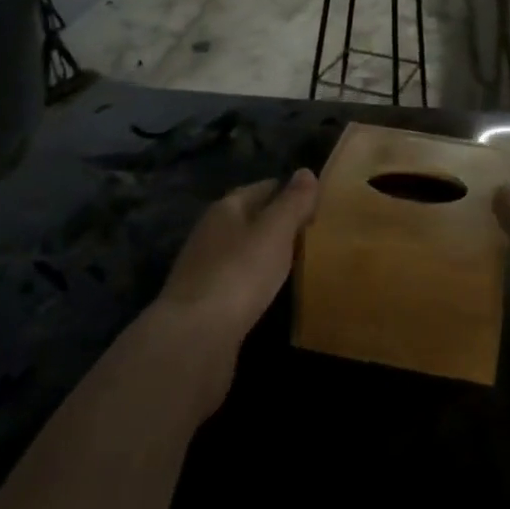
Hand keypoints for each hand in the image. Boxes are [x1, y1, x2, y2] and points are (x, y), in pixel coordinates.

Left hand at [156, 170, 318, 353]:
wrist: (194, 337)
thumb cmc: (239, 272)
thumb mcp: (275, 231)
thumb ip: (293, 202)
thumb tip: (306, 171)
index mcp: (226, 208)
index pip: (263, 188)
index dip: (289, 192)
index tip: (315, 202)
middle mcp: (210, 232)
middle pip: (249, 218)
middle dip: (276, 222)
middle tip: (311, 232)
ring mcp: (203, 269)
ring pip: (242, 250)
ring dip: (264, 253)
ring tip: (295, 261)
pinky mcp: (203, 303)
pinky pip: (236, 280)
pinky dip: (254, 280)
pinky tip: (269, 291)